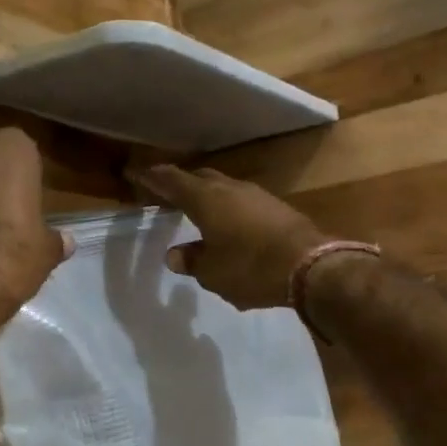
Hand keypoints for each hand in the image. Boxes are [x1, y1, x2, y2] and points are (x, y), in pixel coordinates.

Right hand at [132, 164, 332, 310]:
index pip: (171, 180)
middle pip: (198, 178)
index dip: (151, 177)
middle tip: (166, 193)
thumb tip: (175, 255)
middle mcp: (229, 188)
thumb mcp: (213, 273)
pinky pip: (242, 201)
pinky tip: (229, 225)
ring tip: (197, 210)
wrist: (312, 266)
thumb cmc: (251, 268)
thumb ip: (192, 261)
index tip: (135, 173)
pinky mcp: (276, 207)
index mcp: (206, 199)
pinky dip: (228, 208)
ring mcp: (256, 195)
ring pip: (223, 187)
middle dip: (181, 183)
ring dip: (207, 195)